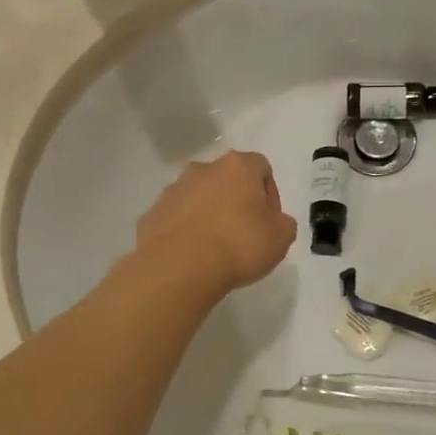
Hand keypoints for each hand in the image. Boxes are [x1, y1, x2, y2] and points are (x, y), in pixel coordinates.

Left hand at [134, 151, 297, 301]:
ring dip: (208, 214)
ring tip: (215, 247)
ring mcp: (173, 190)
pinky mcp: (153, 213)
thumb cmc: (239, 245)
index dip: (269, 194)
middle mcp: (203, 169)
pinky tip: (191, 255)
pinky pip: (176, 218)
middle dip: (236, 201)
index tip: (269, 221)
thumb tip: (273, 222)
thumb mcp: (281, 238)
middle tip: (243, 233)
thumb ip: (283, 223)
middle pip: (226, 179)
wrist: (179, 267)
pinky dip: (185, 230)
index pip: (261, 167)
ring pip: (198, 197)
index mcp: (237, 167)